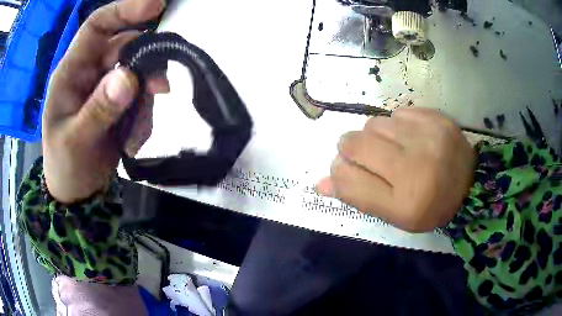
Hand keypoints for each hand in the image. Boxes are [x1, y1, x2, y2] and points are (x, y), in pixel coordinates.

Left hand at [43, 0, 167, 203]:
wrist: (76, 193)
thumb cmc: (65, 167)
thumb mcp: (76, 142)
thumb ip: (99, 109)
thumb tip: (129, 78)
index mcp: (71, 72)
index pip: (97, 26)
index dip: (125, 10)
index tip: (157, 5)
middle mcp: (89, 71)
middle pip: (125, 48)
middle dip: (145, 65)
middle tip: (160, 88)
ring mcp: (105, 87)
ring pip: (138, 74)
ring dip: (144, 100)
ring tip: (136, 133)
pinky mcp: (118, 103)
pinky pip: (141, 98)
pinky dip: (143, 118)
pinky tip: (133, 141)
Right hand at [316, 108, 476, 231]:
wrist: (470, 186)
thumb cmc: (429, 206)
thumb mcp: (393, 214)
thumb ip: (357, 196)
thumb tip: (320, 183)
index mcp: (403, 202)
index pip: (347, 178)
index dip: (340, 171)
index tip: (349, 169)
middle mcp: (416, 167)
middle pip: (355, 143)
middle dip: (352, 148)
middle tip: (371, 157)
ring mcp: (429, 137)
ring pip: (374, 124)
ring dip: (376, 136)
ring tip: (394, 148)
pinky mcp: (437, 118)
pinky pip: (398, 112)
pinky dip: (397, 125)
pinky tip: (410, 137)